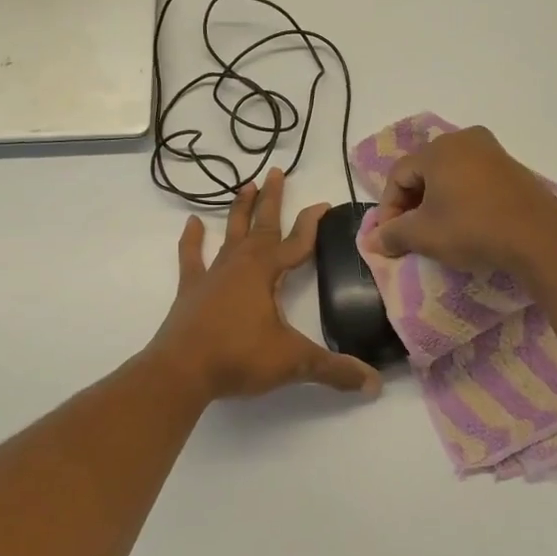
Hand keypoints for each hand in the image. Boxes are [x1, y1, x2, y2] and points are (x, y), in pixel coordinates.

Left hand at [149, 170, 381, 401]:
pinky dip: (192, 240)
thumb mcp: (293, 362)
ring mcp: (212, 275)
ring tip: (245, 185)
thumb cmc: (239, 358)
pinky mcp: (191, 290)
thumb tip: (374, 384)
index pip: (296, 242)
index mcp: (266, 273)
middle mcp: (240, 265)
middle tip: (276, 171)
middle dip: (272, 199)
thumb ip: (334, 370)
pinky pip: (192, 257)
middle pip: (262, 225)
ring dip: (239, 210)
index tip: (324, 203)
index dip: (312, 223)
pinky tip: (193, 223)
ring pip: (230, 233)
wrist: (181, 371)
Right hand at [364, 126, 556, 273]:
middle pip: (423, 171)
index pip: (398, 175)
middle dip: (411, 204)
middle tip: (409, 234)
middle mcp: (464, 140)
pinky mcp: (512, 168)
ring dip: (435, 202)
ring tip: (435, 231)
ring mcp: (492, 151)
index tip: (389, 238)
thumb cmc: (472, 229)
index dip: (388, 208)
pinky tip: (463, 223)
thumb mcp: (424, 235)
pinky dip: (460, 199)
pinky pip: (473, 179)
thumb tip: (371, 241)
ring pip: (449, 175)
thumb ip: (392, 235)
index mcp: (438, 149)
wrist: (539, 237)